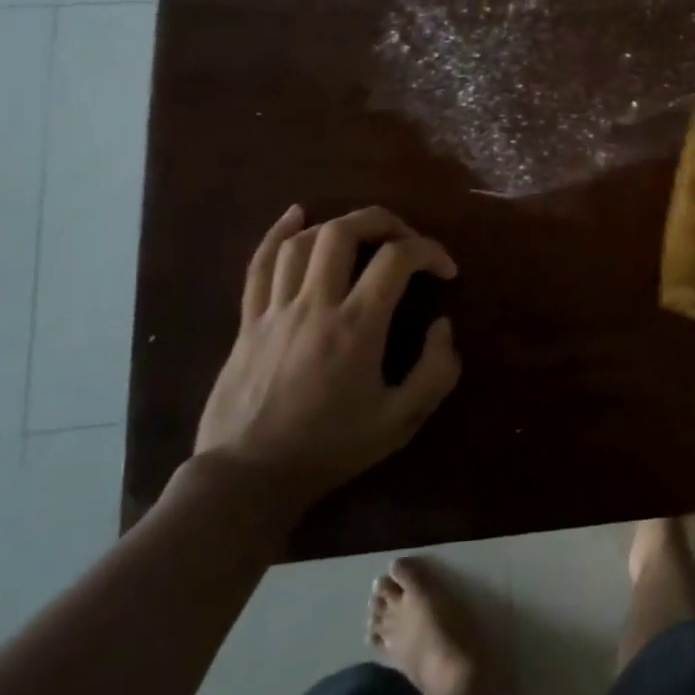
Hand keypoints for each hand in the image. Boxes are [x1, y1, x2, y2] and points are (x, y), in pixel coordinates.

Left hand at [194, 205, 460, 518]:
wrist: (248, 479)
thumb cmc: (330, 449)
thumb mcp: (400, 421)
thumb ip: (435, 371)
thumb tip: (443, 326)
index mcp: (357, 326)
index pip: (397, 259)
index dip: (430, 251)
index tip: (446, 271)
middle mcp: (315, 304)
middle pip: (345, 231)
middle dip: (384, 222)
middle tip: (406, 240)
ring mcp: (275, 310)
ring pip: (303, 242)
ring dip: (339, 225)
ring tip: (364, 235)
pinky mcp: (248, 321)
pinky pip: (259, 265)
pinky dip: (277, 233)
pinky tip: (296, 215)